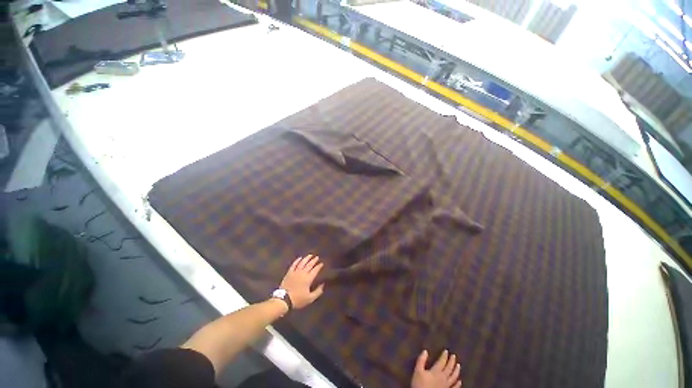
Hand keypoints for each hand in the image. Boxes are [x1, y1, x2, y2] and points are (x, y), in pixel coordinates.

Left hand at [280, 254, 325, 308]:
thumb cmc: (298, 299)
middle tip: (317, 257)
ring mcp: (295, 272)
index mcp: (308, 279)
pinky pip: (294, 264)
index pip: (315, 270)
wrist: (284, 300)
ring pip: (302, 263)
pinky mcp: (289, 273)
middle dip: (314, 260)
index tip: (322, 263)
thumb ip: (318, 291)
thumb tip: (323, 285)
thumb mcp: (310, 298)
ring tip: (310, 255)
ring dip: (306, 258)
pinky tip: (300, 258)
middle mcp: (303, 273)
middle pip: (309, 264)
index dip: (319, 266)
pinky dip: (297, 260)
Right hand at [411, 350, 461, 387]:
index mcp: (436, 371)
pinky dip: (458, 384)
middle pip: (449, 368)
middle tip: (454, 356)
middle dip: (452, 361)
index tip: (446, 351)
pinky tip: (460, 381)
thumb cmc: (419, 384)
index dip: (444, 356)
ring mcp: (446, 385)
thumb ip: (421, 360)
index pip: (442, 362)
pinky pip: (454, 387)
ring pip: (453, 377)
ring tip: (458, 365)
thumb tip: (425, 351)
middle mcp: (443, 377)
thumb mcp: (418, 371)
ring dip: (456, 371)